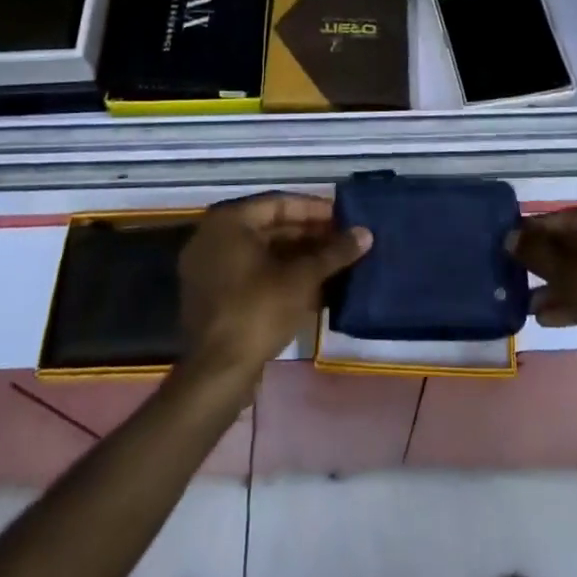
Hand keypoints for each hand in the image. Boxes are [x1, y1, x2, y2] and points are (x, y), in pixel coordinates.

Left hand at [179, 193, 370, 390]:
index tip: (344, 217)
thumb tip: (366, 233)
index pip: (279, 203)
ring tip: (335, 261)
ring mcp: (210, 267)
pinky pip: (253, 273)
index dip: (314, 210)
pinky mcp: (214, 295)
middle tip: (343, 240)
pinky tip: (315, 284)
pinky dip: (281, 275)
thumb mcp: (302, 279)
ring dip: (299, 256)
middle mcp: (214, 237)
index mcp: (229, 222)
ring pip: (263, 252)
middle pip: (270, 227)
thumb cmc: (258, 311)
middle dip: (309, 235)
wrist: (217, 372)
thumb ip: (334, 252)